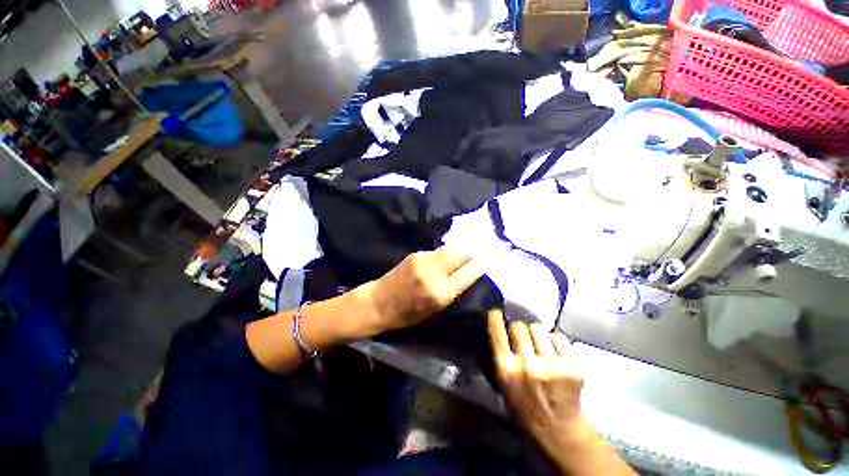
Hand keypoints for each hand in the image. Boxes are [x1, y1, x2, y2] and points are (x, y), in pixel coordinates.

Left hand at [355, 246, 482, 334]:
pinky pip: (437, 250)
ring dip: (458, 250)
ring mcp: (424, 260)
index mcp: (441, 293)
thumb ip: (452, 290)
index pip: (468, 273)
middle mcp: (435, 273)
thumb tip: (467, 273)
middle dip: (470, 252)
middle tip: (475, 254)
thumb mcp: (435, 309)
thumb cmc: (408, 314)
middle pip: (460, 253)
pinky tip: (445, 255)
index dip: (478, 266)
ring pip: (449, 248)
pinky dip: (444, 252)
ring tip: (463, 252)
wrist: (379, 302)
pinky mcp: (416, 254)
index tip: (485, 262)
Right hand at [488, 310, 586, 457]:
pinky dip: (557, 343)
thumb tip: (501, 328)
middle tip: (525, 340)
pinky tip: (557, 356)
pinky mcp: (573, 367)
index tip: (496, 310)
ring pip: (539, 328)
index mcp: (506, 369)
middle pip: (520, 326)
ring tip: (542, 347)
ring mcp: (551, 365)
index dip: (495, 318)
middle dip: (521, 331)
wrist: (558, 431)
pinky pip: (559, 337)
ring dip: (539, 335)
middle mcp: (527, 365)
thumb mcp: (504, 383)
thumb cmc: (525, 405)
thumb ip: (501, 356)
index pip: (496, 332)